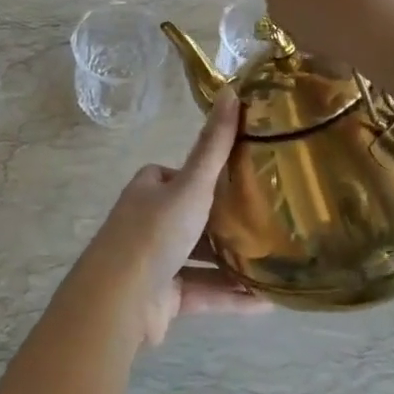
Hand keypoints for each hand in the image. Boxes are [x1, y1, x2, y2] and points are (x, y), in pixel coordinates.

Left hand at [87, 92, 265, 346]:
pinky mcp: (164, 298)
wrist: (119, 300)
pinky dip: (232, 297)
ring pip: (201, 257)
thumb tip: (231, 90)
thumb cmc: (155, 232)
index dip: (204, 175)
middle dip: (224, 220)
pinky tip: (267, 303)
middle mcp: (149, 222)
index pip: (177, 174)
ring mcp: (155, 262)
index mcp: (149, 190)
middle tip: (267, 220)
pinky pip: (204, 292)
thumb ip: (214, 146)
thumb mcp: (191, 184)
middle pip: (192, 216)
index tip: (241, 177)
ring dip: (233, 262)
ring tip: (274, 262)